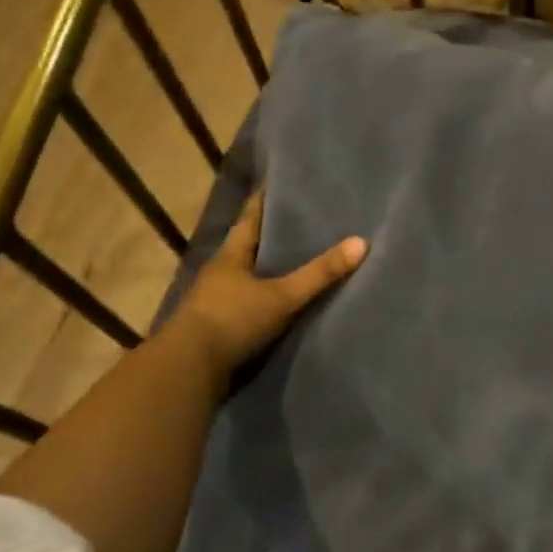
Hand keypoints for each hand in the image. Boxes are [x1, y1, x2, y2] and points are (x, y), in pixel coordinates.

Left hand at [171, 192, 366, 384]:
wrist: (190, 369)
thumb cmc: (233, 320)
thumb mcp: (282, 296)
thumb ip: (320, 273)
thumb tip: (362, 242)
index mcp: (231, 255)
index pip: (250, 217)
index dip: (265, 200)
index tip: (281, 182)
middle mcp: (221, 272)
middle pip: (250, 246)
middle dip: (273, 235)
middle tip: (304, 220)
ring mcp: (217, 300)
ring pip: (249, 276)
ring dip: (270, 269)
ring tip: (300, 259)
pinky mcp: (220, 326)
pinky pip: (250, 303)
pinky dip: (267, 298)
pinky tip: (285, 301)